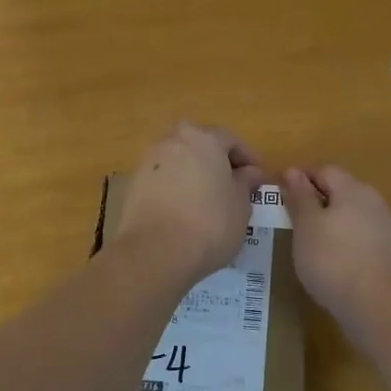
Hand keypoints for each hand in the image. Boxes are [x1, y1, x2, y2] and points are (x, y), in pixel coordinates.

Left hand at [114, 122, 264, 283]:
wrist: (155, 251)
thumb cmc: (210, 224)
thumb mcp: (241, 205)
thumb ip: (245, 183)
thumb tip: (249, 173)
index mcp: (204, 139)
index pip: (231, 140)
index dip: (248, 159)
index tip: (258, 179)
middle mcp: (173, 141)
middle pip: (200, 145)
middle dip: (216, 162)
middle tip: (231, 186)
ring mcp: (148, 162)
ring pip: (178, 161)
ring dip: (193, 174)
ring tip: (207, 201)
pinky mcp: (133, 185)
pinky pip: (162, 180)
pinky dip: (175, 189)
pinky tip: (184, 212)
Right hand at [283, 165, 390, 339]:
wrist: (377, 305)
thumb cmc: (332, 259)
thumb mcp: (306, 225)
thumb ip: (299, 196)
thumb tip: (292, 171)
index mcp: (353, 189)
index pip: (324, 170)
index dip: (300, 177)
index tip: (279, 194)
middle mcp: (374, 201)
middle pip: (341, 191)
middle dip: (316, 200)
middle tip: (290, 218)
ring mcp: (386, 228)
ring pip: (352, 215)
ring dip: (330, 222)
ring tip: (307, 241)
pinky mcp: (390, 253)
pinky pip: (361, 237)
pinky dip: (343, 241)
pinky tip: (330, 259)